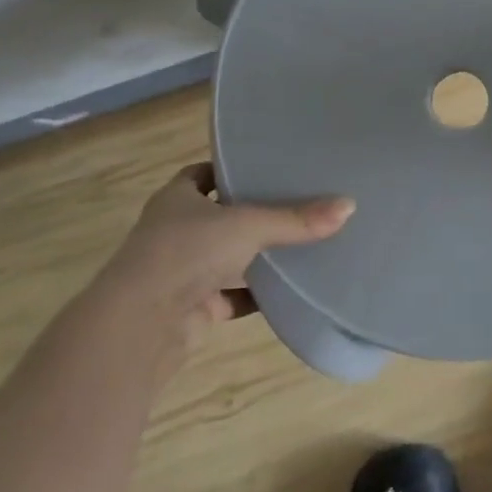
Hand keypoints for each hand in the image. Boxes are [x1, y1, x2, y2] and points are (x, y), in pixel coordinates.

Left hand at [95, 161, 353, 347]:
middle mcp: (175, 232)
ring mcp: (182, 272)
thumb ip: (296, 219)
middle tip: (296, 204)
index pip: (201, 175)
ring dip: (254, 257)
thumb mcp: (248, 225)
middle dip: (250, 214)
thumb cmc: (187, 252)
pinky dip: (256, 295)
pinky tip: (287, 291)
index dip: (228, 171)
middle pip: (217, 217)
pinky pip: (232, 296)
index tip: (264, 168)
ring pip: (226, 259)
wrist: (142, 323)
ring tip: (300, 245)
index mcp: (176, 199)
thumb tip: (349, 205)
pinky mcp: (193, 308)